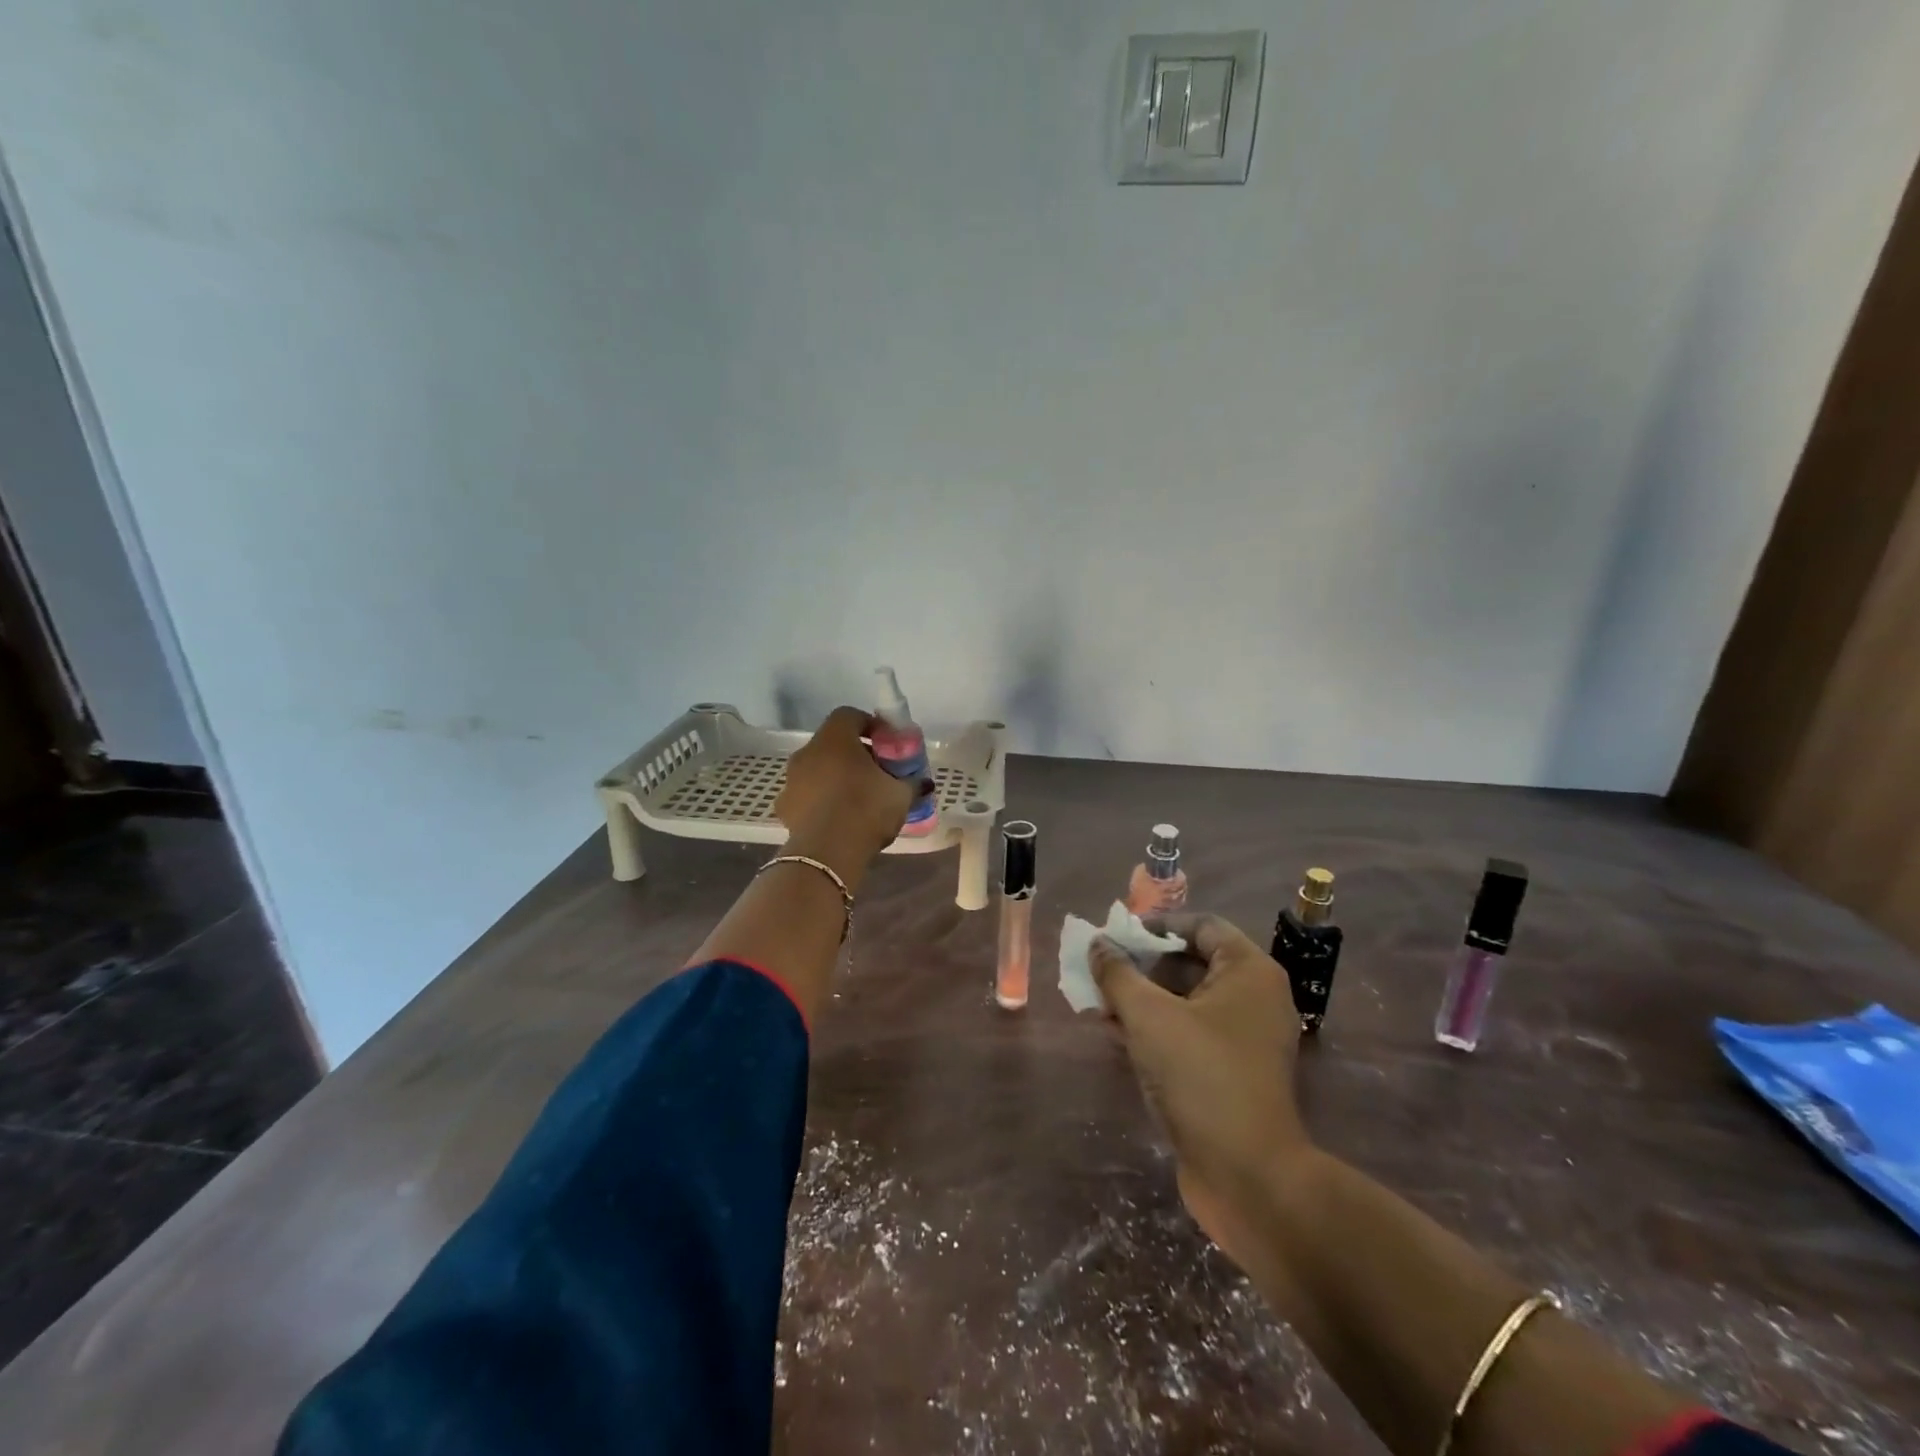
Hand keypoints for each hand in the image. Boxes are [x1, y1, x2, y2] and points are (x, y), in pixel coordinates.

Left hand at [774, 706, 919, 869]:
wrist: (827, 853)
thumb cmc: (866, 809)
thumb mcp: (900, 795)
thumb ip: (912, 783)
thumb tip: (924, 783)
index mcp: (835, 739)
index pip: (849, 715)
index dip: (870, 725)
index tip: (887, 743)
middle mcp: (807, 752)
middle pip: (832, 743)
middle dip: (853, 754)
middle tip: (875, 773)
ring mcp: (791, 780)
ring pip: (816, 769)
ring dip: (834, 778)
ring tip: (855, 800)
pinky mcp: (784, 807)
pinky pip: (805, 796)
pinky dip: (819, 802)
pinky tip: (836, 820)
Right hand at [1090, 913, 1310, 1264]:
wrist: (1248, 1176)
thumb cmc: (1202, 1076)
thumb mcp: (1149, 1016)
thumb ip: (1118, 974)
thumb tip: (1097, 945)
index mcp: (1249, 972)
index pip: (1201, 926)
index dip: (1156, 925)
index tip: (1116, 933)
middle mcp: (1253, 999)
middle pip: (1191, 962)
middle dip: (1141, 964)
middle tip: (1100, 968)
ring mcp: (1244, 1040)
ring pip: (1185, 1002)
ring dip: (1142, 998)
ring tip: (1098, 1001)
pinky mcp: (1231, 1074)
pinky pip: (1188, 1035)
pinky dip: (1154, 1029)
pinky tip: (1115, 1034)